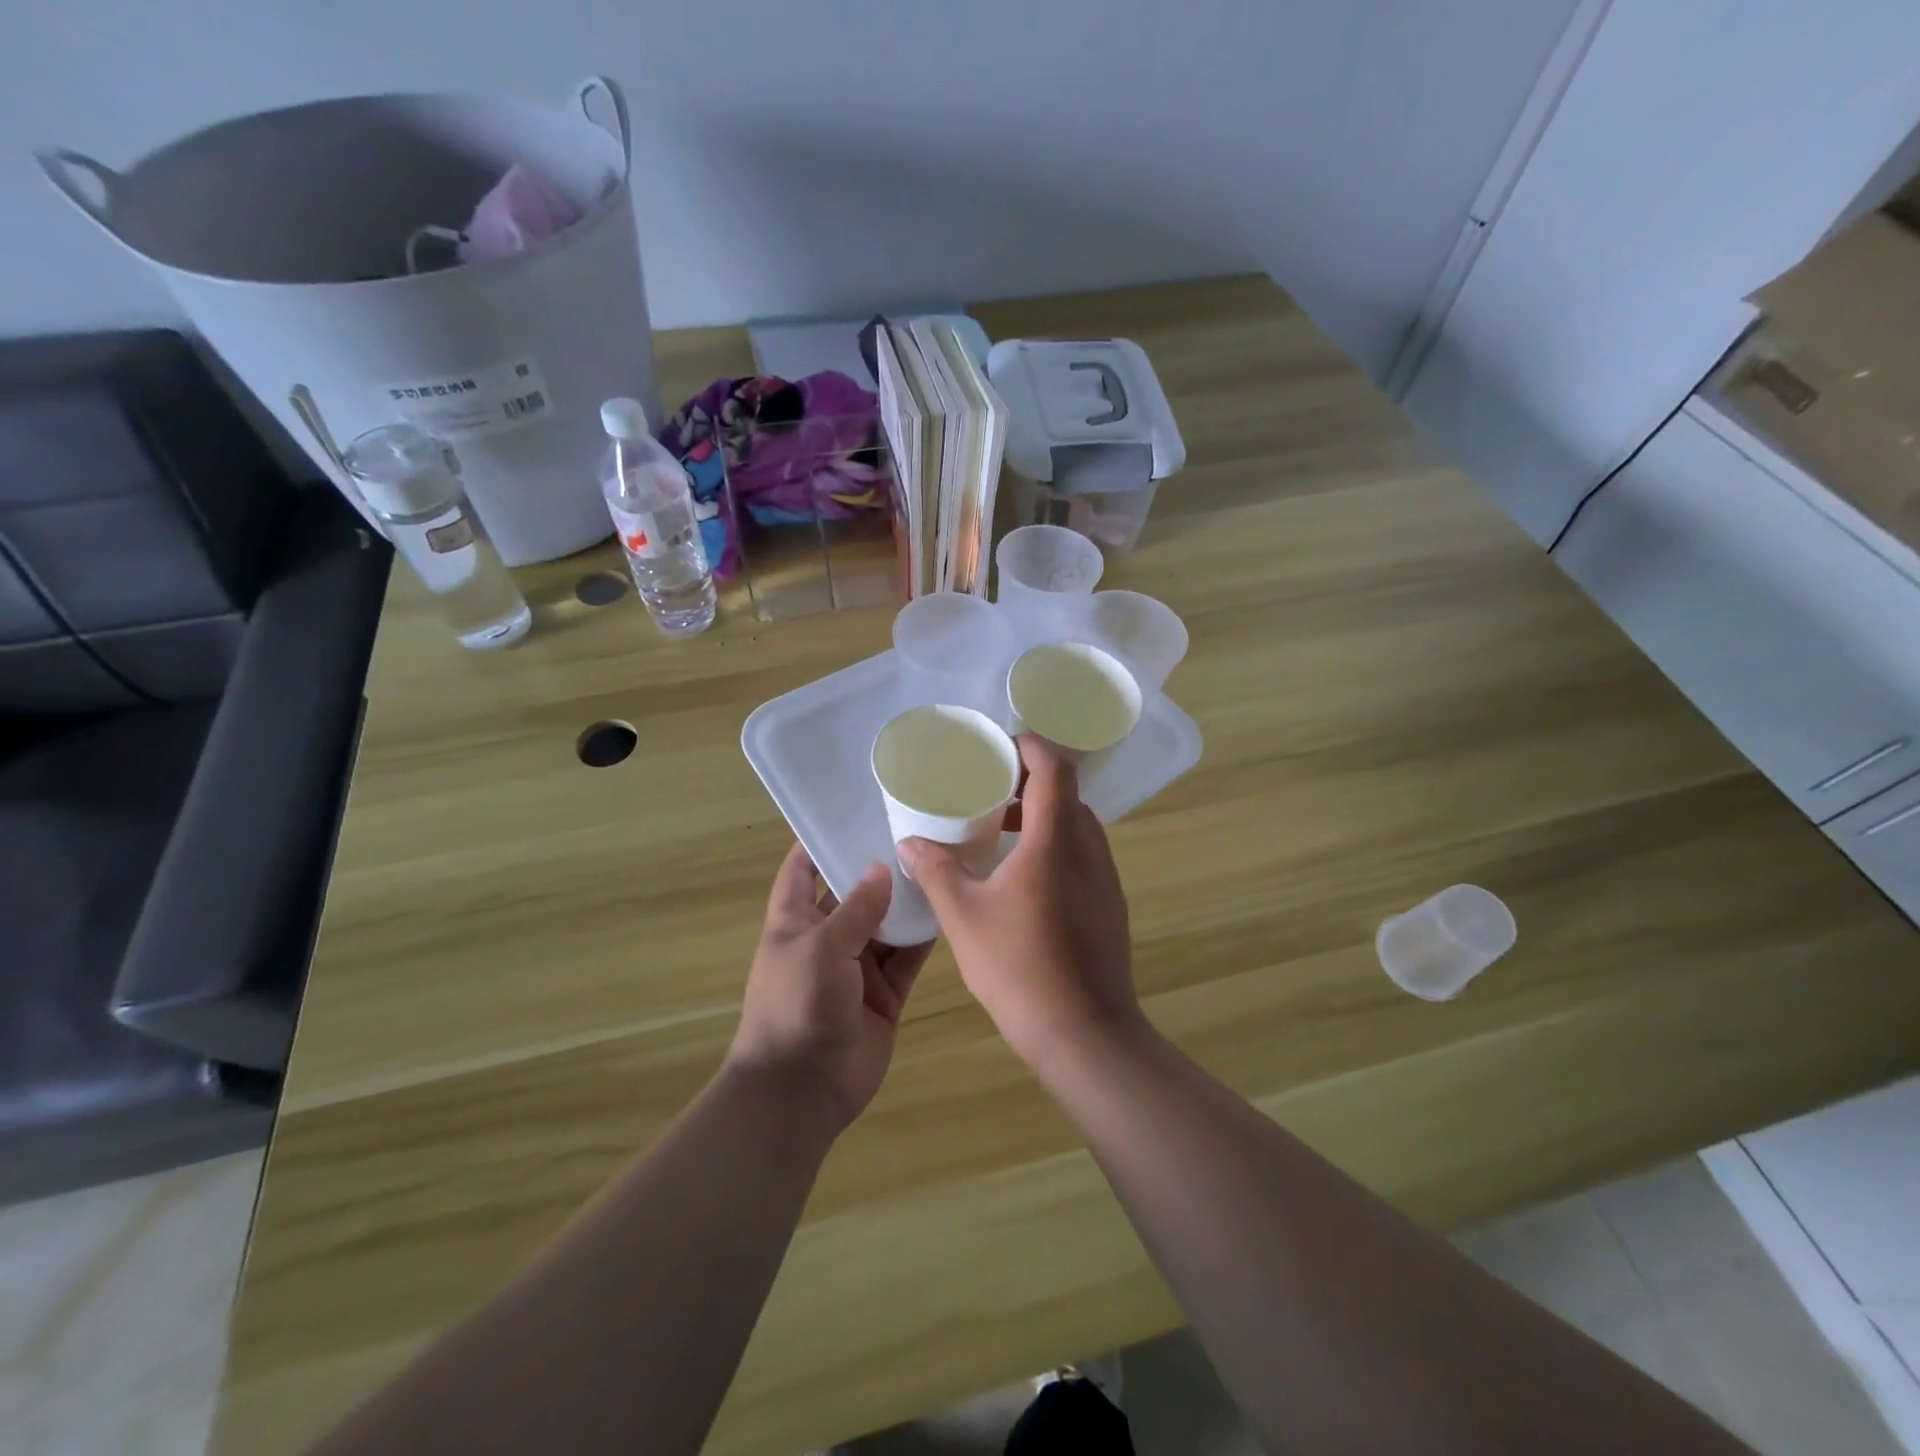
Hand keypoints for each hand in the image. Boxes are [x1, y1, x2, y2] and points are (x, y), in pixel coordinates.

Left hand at [728, 844, 932, 1132]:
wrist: (803, 1091)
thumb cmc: (796, 1005)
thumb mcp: (821, 947)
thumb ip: (856, 908)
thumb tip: (881, 869)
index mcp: (794, 922)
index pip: (801, 870)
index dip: (819, 841)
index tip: (851, 811)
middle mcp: (825, 939)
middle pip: (853, 894)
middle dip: (877, 867)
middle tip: (916, 830)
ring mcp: (856, 968)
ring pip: (886, 924)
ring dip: (906, 901)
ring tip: (941, 861)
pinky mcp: (884, 994)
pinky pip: (907, 957)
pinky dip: (923, 937)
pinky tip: (948, 908)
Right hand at [897, 736, 1140, 1061]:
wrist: (1084, 1032)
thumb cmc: (1019, 967)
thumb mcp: (963, 916)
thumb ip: (936, 871)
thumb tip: (910, 842)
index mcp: (1055, 839)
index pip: (1054, 768)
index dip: (1029, 747)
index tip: (998, 748)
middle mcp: (1088, 848)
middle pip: (1066, 793)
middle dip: (1029, 782)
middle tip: (990, 789)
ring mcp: (1106, 878)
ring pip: (1077, 825)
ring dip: (1043, 816)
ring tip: (1002, 830)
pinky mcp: (1111, 904)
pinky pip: (1084, 854)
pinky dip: (1056, 845)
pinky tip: (1025, 877)